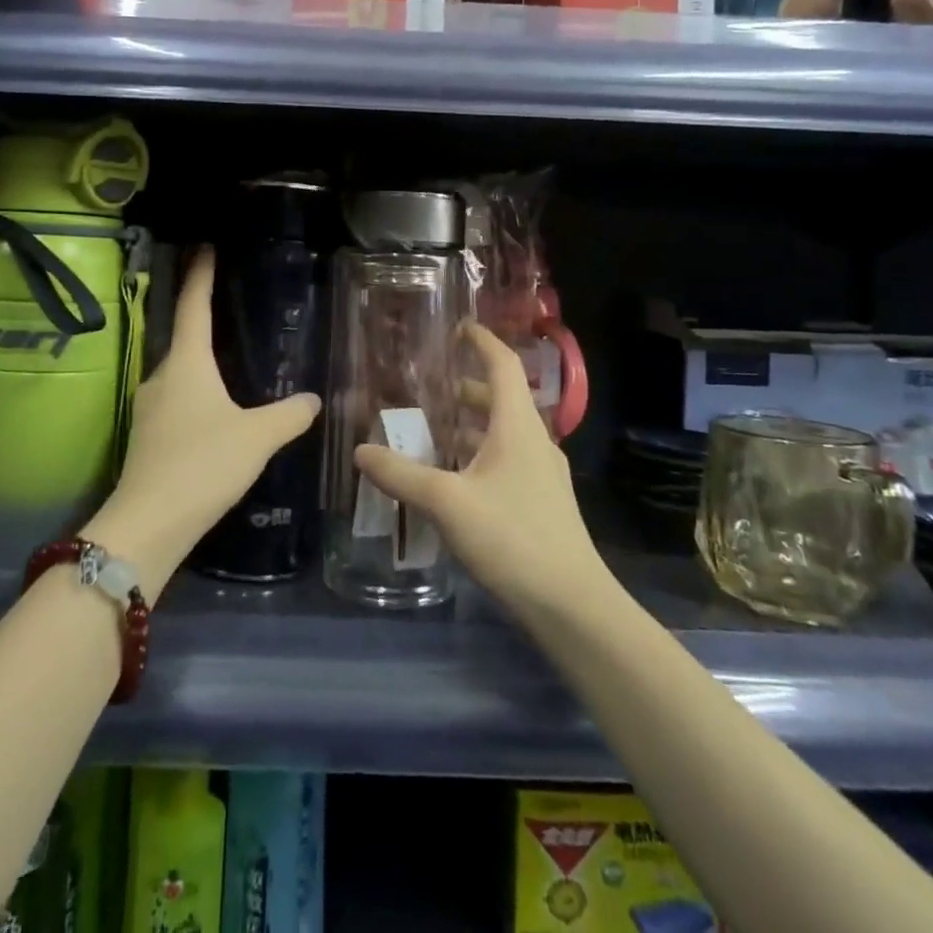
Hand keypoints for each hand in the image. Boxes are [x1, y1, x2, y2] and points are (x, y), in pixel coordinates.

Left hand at [82, 247, 320, 601]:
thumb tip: (313, 399)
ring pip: (179, 375)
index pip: (193, 306)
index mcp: (186, 363)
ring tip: (227, 366)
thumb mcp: (257, 437)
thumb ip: (289, 415)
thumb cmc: (204, 463)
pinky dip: (195, 396)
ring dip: (199, 365)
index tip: (203, 248)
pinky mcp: (147, 438)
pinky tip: (213, 415)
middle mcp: (161, 377)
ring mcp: (148, 409)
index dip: (200, 276)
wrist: (149, 523)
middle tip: (228, 311)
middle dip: (201, 323)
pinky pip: (175, 402)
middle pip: (182, 339)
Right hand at [355, 323, 605, 621]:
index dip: (482, 342)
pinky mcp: (542, 502)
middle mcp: (534, 442)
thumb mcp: (446, 503)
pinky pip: (506, 460)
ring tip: (433, 431)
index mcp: (517, 427)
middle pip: (501, 399)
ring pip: (503, 433)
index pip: (503, 366)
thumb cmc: (512, 538)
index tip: (459, 327)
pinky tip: (454, 478)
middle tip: (429, 387)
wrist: (572, 605)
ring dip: (471, 425)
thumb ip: (401, 475)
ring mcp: (542, 474)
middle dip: (466, 389)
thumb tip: (360, 451)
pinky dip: (479, 454)